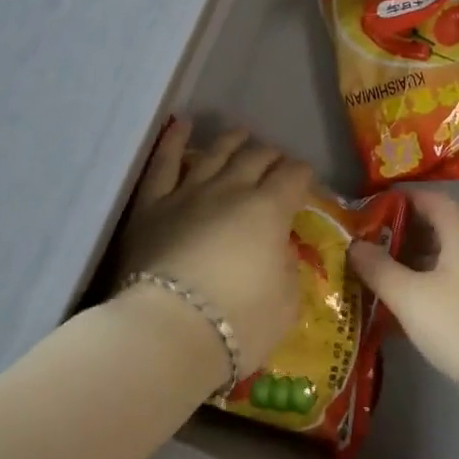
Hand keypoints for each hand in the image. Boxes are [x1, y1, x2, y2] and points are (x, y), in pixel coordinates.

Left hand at [119, 120, 312, 380]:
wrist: (168, 333)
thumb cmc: (239, 324)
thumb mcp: (287, 303)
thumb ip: (288, 268)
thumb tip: (281, 249)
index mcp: (270, 210)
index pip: (294, 176)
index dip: (304, 175)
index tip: (307, 183)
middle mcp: (231, 189)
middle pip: (257, 157)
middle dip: (273, 155)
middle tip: (277, 162)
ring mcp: (188, 192)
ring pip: (215, 152)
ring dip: (232, 140)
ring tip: (241, 134)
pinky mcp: (152, 205)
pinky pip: (163, 163)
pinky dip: (173, 140)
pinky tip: (181, 124)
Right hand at [347, 188, 458, 411]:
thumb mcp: (410, 298)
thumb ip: (378, 268)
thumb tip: (354, 245)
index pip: (430, 198)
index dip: (398, 200)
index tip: (367, 211)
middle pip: (436, 225)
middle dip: (400, 232)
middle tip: (365, 245)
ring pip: (443, 255)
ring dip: (411, 260)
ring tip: (377, 275)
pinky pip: (451, 278)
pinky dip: (427, 282)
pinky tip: (405, 306)